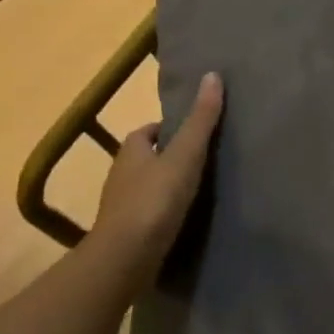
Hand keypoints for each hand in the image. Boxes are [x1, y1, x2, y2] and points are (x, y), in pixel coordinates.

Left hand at [87, 72, 223, 283]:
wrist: (125, 259)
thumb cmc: (154, 200)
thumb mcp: (185, 155)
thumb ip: (200, 120)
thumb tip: (212, 75)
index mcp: (131, 151)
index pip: (147, 131)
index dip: (169, 128)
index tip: (195, 133)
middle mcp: (120, 176)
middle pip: (147, 158)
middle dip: (169, 156)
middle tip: (204, 159)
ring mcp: (121, 207)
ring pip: (147, 187)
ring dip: (167, 186)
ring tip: (201, 189)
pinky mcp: (127, 234)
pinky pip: (149, 214)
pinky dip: (165, 212)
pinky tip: (186, 219)